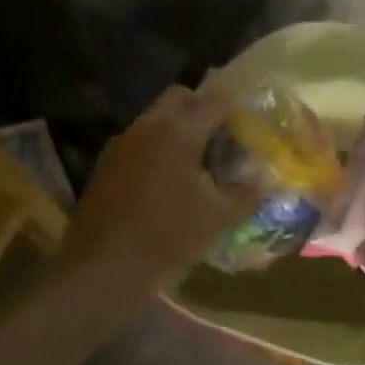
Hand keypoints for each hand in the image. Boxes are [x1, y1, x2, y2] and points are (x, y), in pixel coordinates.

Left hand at [67, 86, 251, 286]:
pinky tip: (168, 177)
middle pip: (180, 97)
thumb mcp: (218, 217)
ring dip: (177, 126)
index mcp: (179, 131)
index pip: (216, 104)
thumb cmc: (167, 236)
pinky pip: (140, 138)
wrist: (102, 268)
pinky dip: (158, 145)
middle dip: (203, 108)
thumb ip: (246, 193)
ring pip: (156, 116)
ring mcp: (123, 142)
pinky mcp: (107, 162)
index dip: (236, 114)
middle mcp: (149, 125)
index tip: (249, 129)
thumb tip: (263, 180)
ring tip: (196, 159)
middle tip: (221, 136)